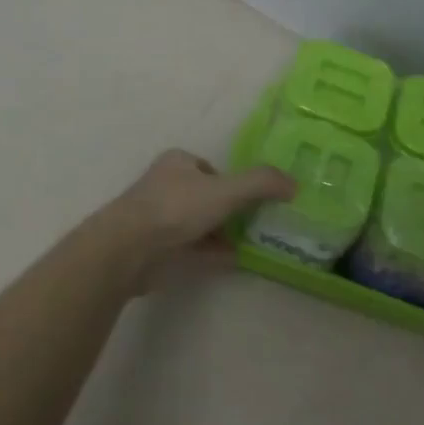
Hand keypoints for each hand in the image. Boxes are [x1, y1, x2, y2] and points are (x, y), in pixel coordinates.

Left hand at [100, 149, 294, 284]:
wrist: (129, 249)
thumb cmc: (176, 208)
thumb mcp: (226, 190)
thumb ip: (261, 184)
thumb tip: (293, 184)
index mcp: (177, 163)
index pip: (211, 168)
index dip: (233, 182)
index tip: (254, 199)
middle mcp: (166, 186)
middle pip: (207, 197)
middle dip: (230, 210)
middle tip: (258, 223)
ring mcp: (159, 219)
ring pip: (200, 224)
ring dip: (223, 234)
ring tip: (252, 244)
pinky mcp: (157, 248)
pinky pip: (193, 249)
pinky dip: (213, 253)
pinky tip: (234, 261)